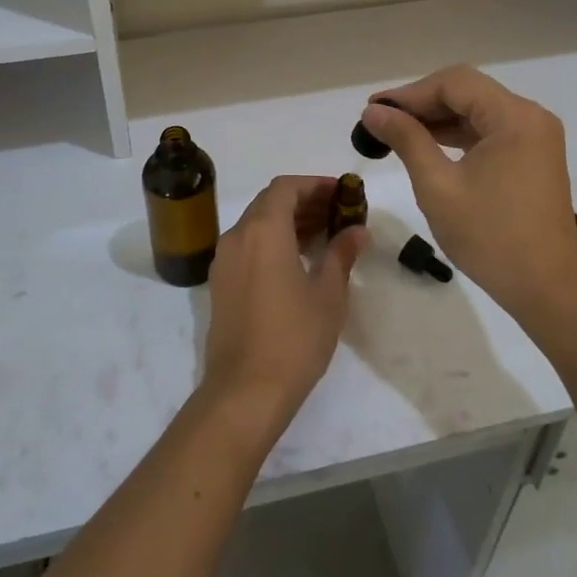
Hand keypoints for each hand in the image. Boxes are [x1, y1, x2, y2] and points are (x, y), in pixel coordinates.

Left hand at [201, 176, 366, 422]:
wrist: (245, 391)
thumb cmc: (294, 338)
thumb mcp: (328, 295)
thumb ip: (341, 254)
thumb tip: (356, 231)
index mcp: (263, 230)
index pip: (286, 187)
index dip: (314, 184)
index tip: (341, 193)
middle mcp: (237, 236)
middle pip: (269, 202)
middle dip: (303, 202)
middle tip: (337, 214)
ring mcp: (224, 261)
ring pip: (256, 224)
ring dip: (287, 222)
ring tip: (323, 236)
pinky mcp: (220, 284)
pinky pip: (247, 246)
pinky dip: (271, 241)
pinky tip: (297, 261)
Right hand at [359, 66, 576, 320]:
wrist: (547, 289)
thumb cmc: (490, 237)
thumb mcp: (438, 186)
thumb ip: (406, 140)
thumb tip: (373, 111)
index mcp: (515, 117)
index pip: (455, 83)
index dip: (410, 93)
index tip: (373, 109)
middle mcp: (531, 117)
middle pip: (468, 92)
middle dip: (422, 104)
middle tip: (379, 121)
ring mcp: (535, 138)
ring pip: (477, 112)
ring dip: (438, 120)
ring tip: (395, 133)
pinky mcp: (533, 158)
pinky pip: (489, 133)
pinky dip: (458, 137)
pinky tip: (427, 147)